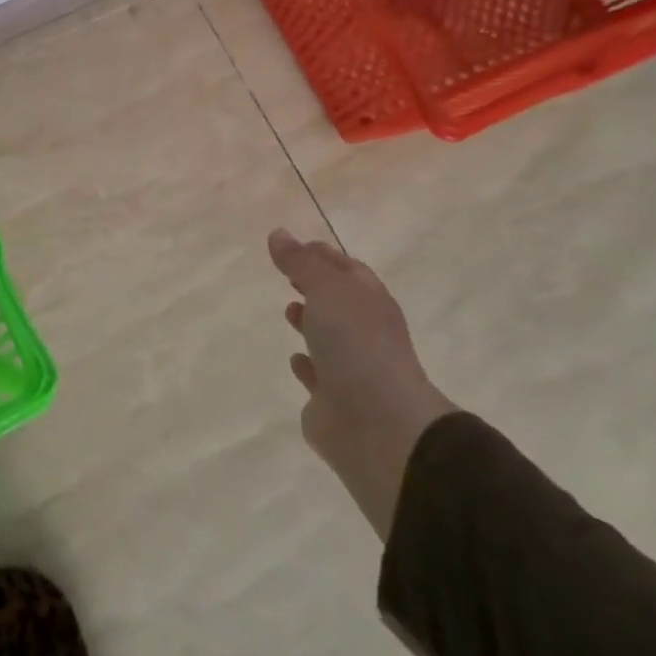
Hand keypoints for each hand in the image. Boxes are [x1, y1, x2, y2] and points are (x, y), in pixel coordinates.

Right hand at [269, 228, 456, 537]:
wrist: (376, 422)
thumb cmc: (356, 343)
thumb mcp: (326, 289)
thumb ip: (300, 262)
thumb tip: (278, 233)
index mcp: (370, 301)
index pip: (347, 269)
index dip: (323, 255)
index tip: (294, 246)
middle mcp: (364, 331)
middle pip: (340, 301)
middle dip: (316, 287)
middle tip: (289, 276)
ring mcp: (352, 367)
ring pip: (329, 337)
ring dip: (311, 322)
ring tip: (288, 310)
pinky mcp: (334, 399)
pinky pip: (318, 375)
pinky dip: (306, 365)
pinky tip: (295, 359)